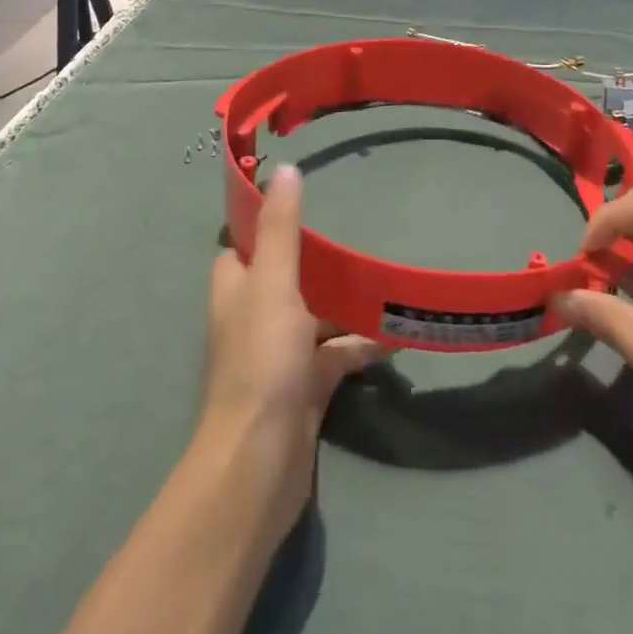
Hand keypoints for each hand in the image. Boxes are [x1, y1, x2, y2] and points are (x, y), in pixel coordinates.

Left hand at [198, 164, 382, 536]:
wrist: (259, 464)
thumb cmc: (262, 361)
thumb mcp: (273, 283)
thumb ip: (281, 227)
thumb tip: (284, 169)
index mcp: (236, 288)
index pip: (247, 243)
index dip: (270, 222)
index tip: (305, 201)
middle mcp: (253, 316)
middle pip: (287, 276)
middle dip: (319, 261)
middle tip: (359, 238)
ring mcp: (279, 354)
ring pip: (315, 315)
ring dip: (346, 303)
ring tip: (386, 281)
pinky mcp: (304, 387)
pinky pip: (336, 354)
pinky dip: (361, 344)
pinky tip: (396, 336)